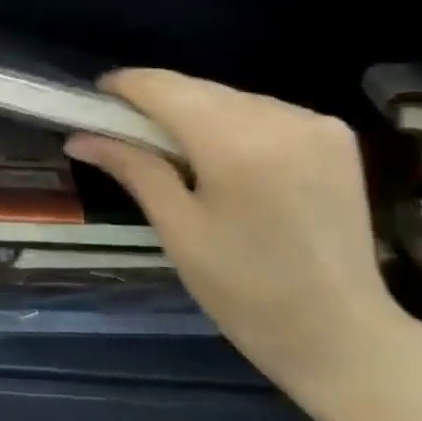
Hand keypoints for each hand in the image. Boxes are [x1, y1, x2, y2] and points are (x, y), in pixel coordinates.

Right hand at [66, 71, 421, 405]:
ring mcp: (315, 122)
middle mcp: (280, 117)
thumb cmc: (245, 293)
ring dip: (196, 113)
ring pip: (231, 98)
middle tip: (123, 131)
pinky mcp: (335, 135)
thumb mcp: (178, 230)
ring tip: (174, 151)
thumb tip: (80, 137)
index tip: (95, 99)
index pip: (165, 88)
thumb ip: (133, 168)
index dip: (125, 86)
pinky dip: (234, 124)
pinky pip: (266, 112)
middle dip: (158, 103)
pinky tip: (225, 159)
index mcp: (236, 144)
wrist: (341, 334)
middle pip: (198, 88)